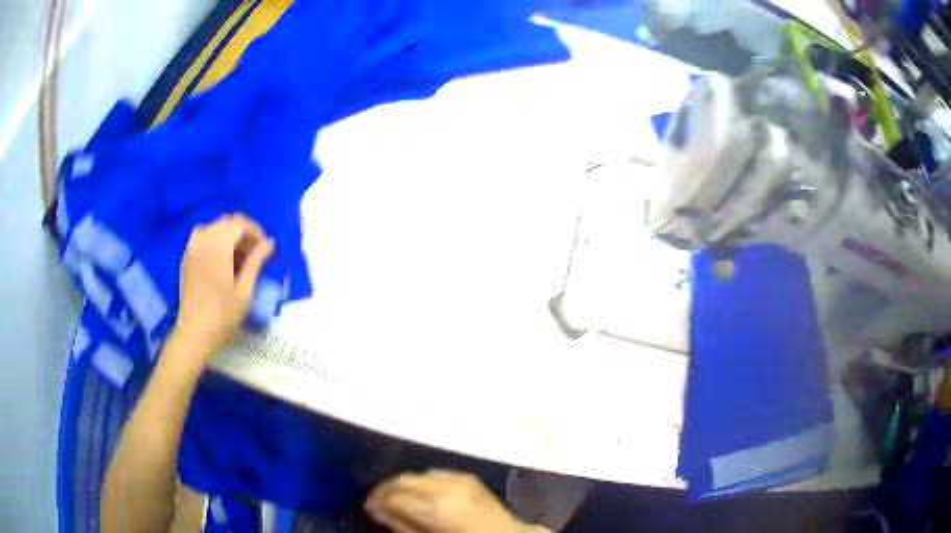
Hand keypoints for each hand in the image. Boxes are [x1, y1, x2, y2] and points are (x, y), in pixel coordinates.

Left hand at [173, 214, 273, 362]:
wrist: (195, 333)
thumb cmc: (223, 314)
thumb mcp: (245, 289)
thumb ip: (256, 261)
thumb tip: (269, 243)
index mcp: (217, 244)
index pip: (240, 223)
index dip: (256, 232)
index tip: (265, 249)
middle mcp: (202, 239)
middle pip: (227, 223)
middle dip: (243, 235)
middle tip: (255, 255)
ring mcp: (191, 247)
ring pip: (215, 229)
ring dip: (229, 238)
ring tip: (239, 259)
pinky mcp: (186, 257)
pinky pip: (203, 238)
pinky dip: (216, 243)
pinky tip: (223, 262)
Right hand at [366, 470, 543, 532]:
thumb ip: (403, 526)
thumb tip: (377, 511)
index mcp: (434, 507)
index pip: (393, 496)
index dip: (376, 500)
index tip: (368, 506)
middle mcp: (443, 486)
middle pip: (402, 481)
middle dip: (385, 489)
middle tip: (376, 501)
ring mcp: (457, 479)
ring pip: (417, 474)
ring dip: (402, 484)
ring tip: (395, 498)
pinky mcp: (468, 477)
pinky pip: (435, 474)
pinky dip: (421, 481)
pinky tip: (418, 492)